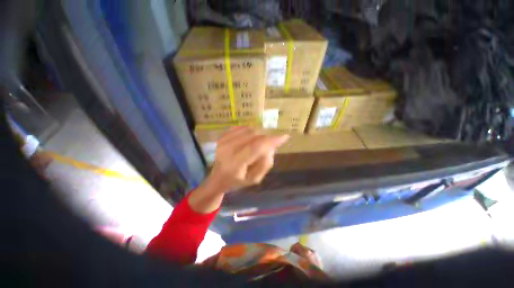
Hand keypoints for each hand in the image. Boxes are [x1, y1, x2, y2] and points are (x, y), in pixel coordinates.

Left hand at [188, 126, 288, 212]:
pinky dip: (250, 132)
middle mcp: (227, 149)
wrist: (218, 177)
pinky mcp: (222, 135)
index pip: (256, 146)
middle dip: (265, 139)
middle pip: (254, 136)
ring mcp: (223, 140)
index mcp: (235, 163)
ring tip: (255, 146)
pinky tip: (248, 140)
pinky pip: (242, 127)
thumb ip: (265, 164)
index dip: (271, 140)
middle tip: (266, 148)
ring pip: (249, 130)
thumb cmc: (237, 181)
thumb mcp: (254, 179)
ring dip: (258, 136)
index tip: (284, 137)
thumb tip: (271, 147)